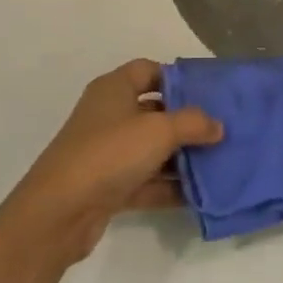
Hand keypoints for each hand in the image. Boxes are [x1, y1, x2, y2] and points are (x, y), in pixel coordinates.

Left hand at [0, 61, 222, 268]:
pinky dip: (168, 187)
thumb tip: (217, 125)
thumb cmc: (110, 153)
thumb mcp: (159, 131)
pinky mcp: (108, 186)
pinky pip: (146, 181)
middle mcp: (109, 115)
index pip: (148, 70)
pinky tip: (200, 195)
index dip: (177, 78)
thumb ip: (193, 123)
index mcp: (114, 88)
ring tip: (219, 165)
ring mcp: (107, 152)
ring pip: (151, 149)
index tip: (209, 94)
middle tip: (222, 131)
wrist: (60, 211)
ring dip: (181, 158)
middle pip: (154, 111)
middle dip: (186, 122)